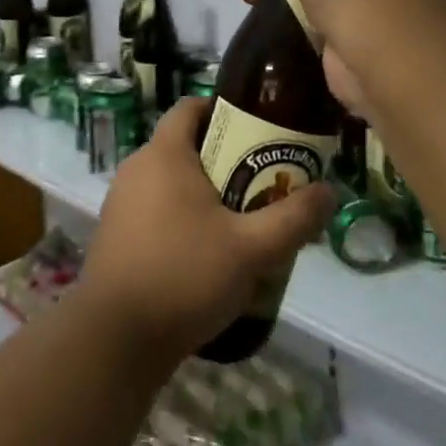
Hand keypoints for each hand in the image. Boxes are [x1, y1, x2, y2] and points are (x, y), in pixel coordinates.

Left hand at [81, 97, 333, 361]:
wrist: (115, 339)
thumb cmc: (184, 276)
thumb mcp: (252, 249)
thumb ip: (294, 218)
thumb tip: (330, 191)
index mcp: (164, 154)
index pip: (191, 106)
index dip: (224, 110)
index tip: (258, 130)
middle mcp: (137, 168)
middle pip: (186, 146)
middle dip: (226, 159)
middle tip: (264, 182)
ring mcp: (121, 203)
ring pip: (171, 183)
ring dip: (205, 194)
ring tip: (243, 222)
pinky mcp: (116, 235)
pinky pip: (156, 211)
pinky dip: (182, 219)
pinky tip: (208, 255)